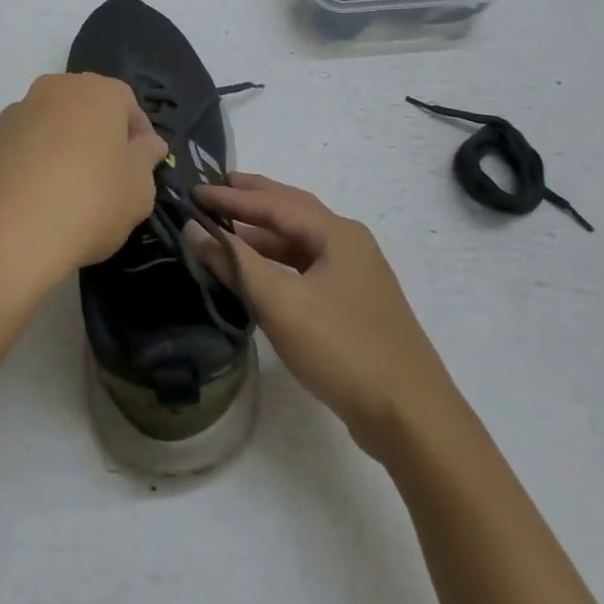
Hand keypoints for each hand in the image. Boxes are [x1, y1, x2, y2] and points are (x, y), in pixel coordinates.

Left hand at [0, 73, 165, 283]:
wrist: (9, 236)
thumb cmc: (90, 203)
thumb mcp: (139, 188)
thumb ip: (147, 158)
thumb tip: (147, 143)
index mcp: (97, 91)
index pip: (128, 103)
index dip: (139, 135)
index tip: (143, 167)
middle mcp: (54, 89)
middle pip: (86, 108)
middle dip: (100, 136)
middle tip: (109, 177)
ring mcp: (16, 112)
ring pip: (52, 124)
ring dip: (64, 147)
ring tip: (70, 191)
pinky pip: (23, 146)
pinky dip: (34, 163)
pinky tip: (39, 199)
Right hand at [190, 173, 451, 459]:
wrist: (410, 416)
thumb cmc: (342, 348)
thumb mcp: (281, 303)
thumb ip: (235, 263)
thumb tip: (194, 229)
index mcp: (336, 233)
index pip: (273, 203)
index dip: (230, 196)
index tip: (193, 191)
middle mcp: (348, 242)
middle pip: (291, 210)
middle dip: (251, 198)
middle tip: (214, 187)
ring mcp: (355, 274)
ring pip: (299, 241)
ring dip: (262, 232)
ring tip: (225, 227)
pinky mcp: (353, 303)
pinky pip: (306, 266)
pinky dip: (277, 261)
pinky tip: (256, 271)